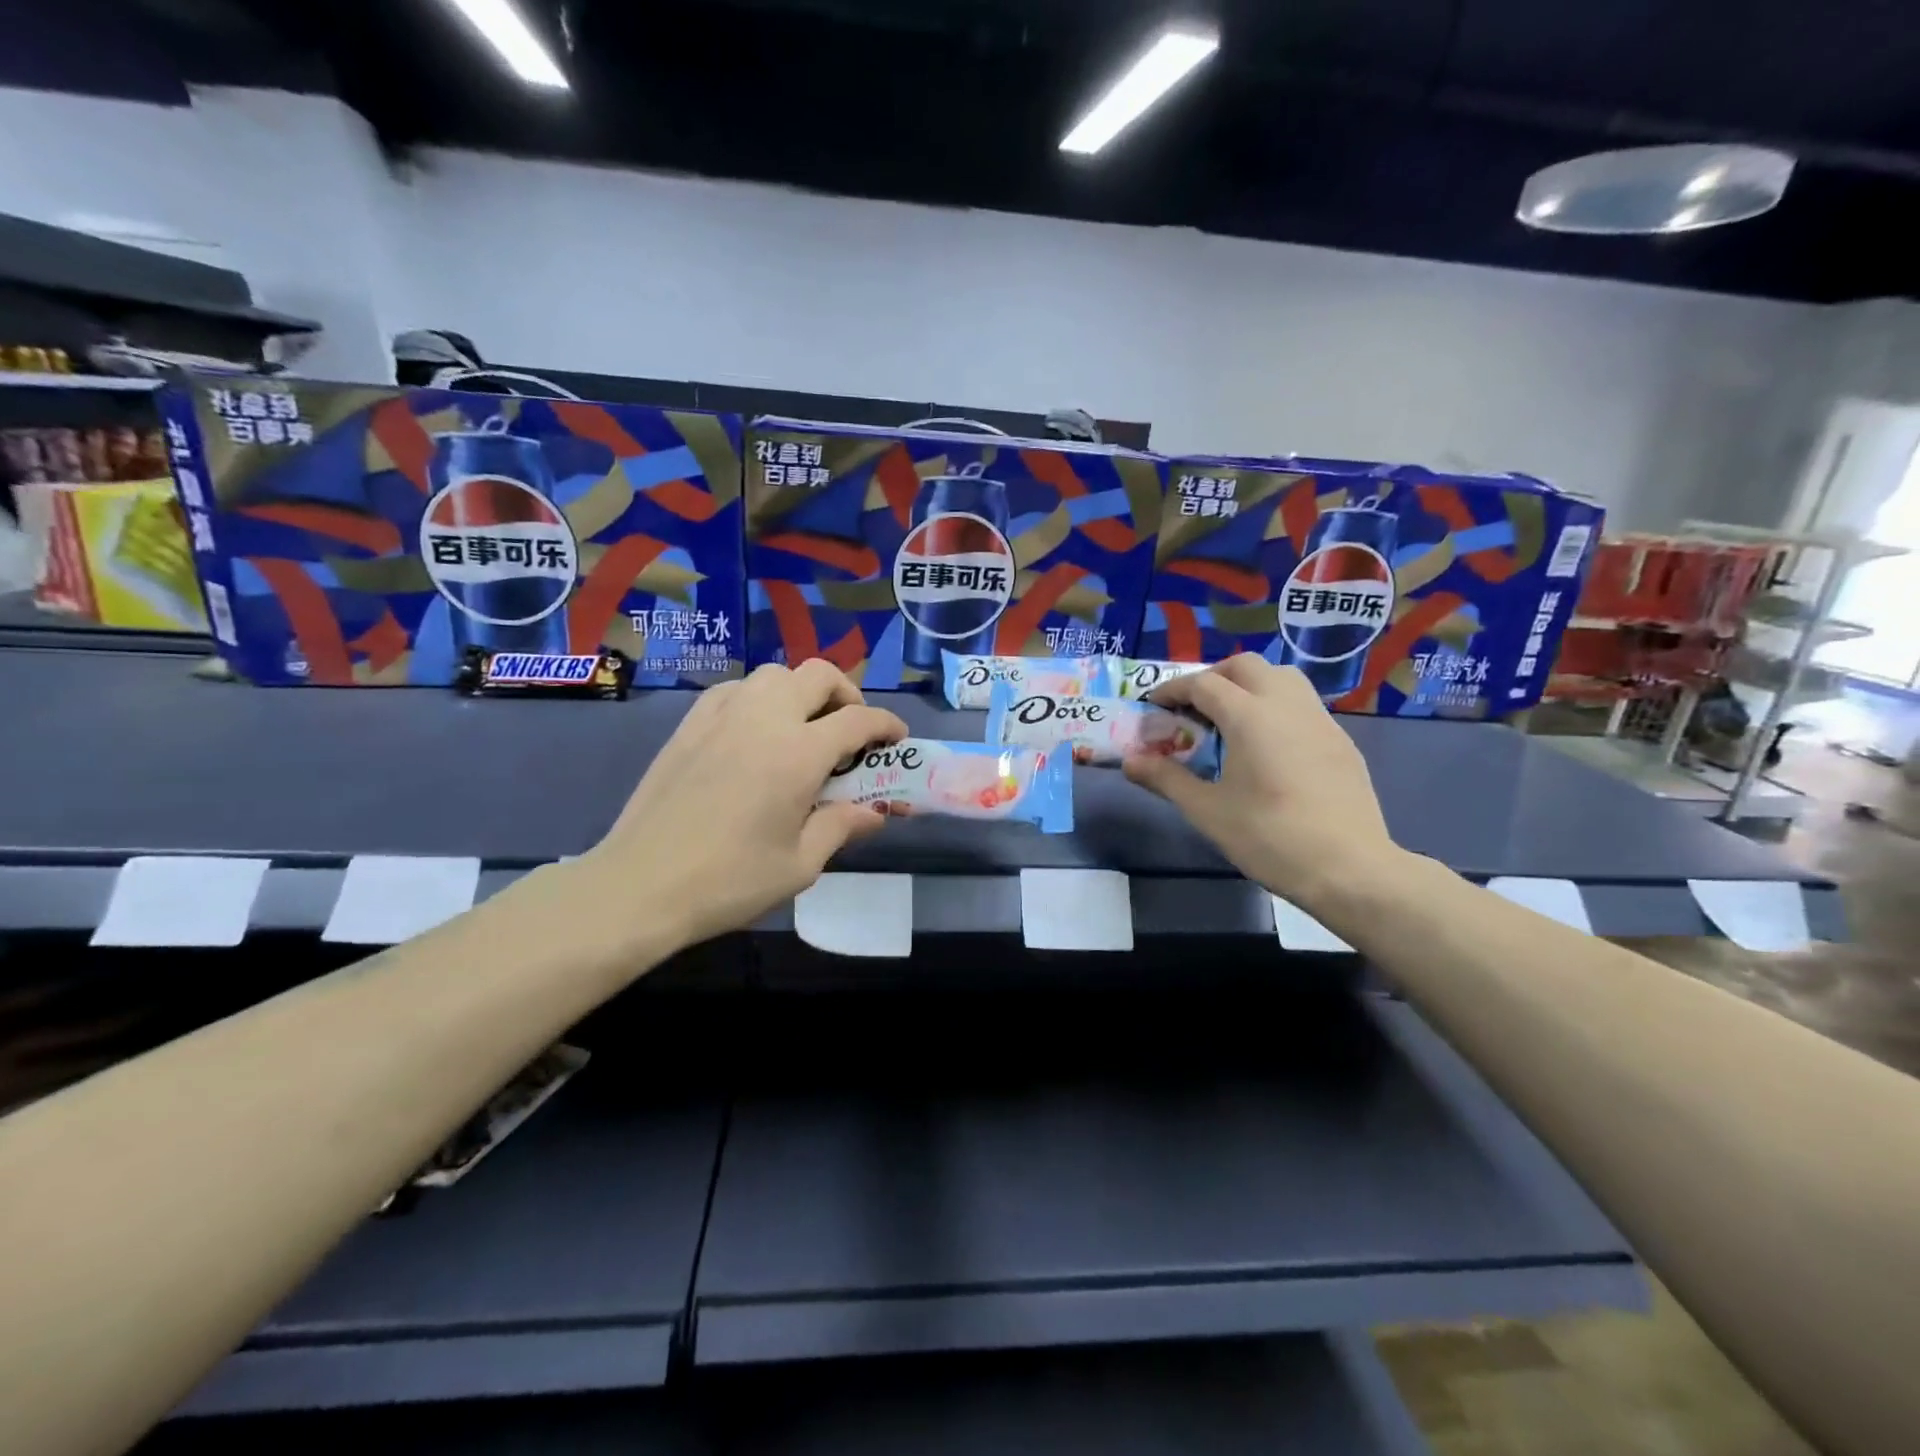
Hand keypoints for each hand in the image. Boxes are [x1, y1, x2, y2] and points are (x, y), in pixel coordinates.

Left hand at [584, 661, 906, 948]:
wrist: (641, 885)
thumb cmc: (729, 881)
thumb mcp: (800, 864)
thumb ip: (842, 827)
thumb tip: (875, 813)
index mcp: (799, 753)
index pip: (858, 719)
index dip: (886, 725)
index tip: (897, 739)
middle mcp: (764, 719)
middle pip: (819, 676)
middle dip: (847, 695)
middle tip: (851, 729)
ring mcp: (722, 716)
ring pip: (775, 674)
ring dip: (802, 691)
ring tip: (804, 727)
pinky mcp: (690, 724)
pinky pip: (736, 689)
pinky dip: (759, 697)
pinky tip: (756, 730)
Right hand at [1122, 655, 1401, 910]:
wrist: (1350, 868)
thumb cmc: (1270, 838)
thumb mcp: (1207, 811)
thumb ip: (1166, 779)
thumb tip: (1130, 762)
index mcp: (1250, 716)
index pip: (1203, 684)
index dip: (1172, 690)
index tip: (1153, 705)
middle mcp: (1286, 705)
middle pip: (1245, 666)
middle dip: (1212, 677)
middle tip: (1191, 707)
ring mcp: (1320, 720)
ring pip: (1281, 677)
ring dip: (1248, 685)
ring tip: (1229, 718)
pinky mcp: (1340, 740)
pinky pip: (1302, 704)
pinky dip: (1275, 706)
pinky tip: (1267, 745)